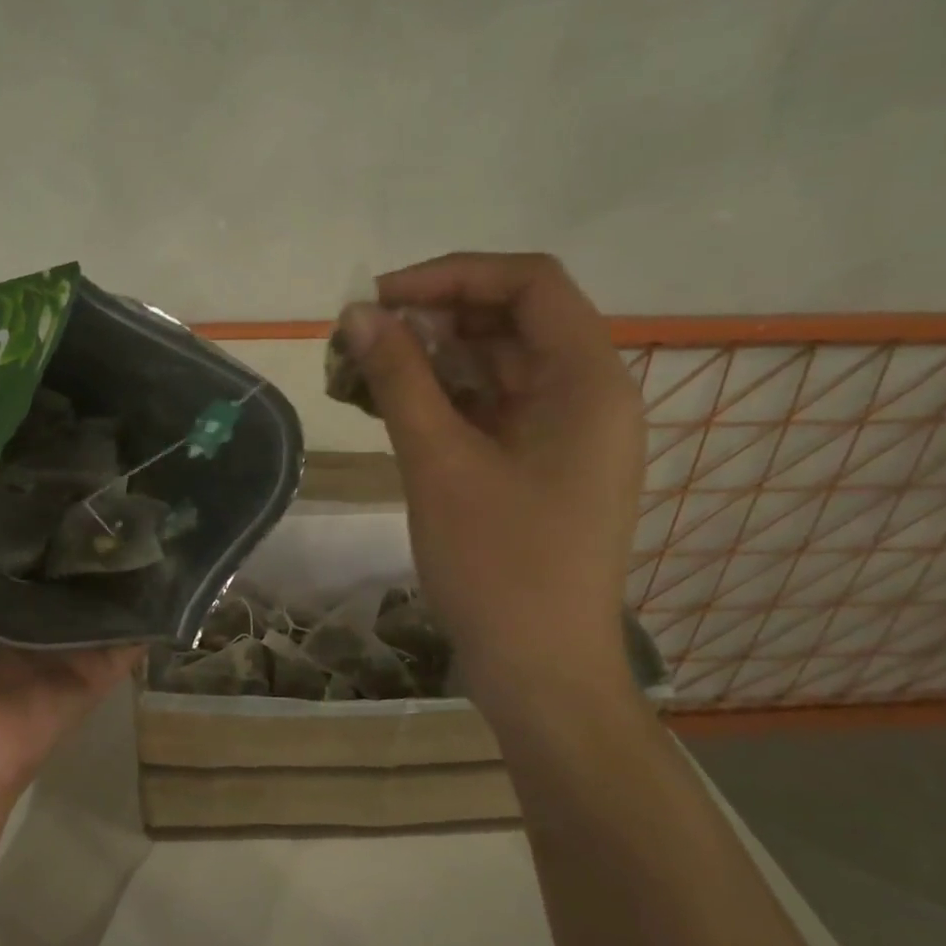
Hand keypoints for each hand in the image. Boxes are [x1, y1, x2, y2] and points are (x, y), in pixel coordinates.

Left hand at [0, 442, 139, 809]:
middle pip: (66, 542)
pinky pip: (137, 621)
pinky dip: (159, 593)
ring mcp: (75, 628)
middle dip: (86, 502)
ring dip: (126, 540)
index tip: (62, 428)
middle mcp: (35, 597)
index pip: (19, 517)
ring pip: (106, 576)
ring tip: (157, 484)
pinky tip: (184, 548)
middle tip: (120, 449)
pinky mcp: (106, 657)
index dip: (34, 477)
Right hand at [340, 253, 643, 702]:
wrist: (540, 671)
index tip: (381, 298)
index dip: (452, 275)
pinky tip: (384, 409)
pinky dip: (439, 402)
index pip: (529, 284)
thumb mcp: (439, 462)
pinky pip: (488, 412)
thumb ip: (399, 379)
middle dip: (430, 321)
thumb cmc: (499, 565)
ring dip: (427, 363)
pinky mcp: (537, 468)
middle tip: (357, 339)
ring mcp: (562, 436)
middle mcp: (586, 396)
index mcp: (588, 381)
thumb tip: (357, 315)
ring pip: (492, 369)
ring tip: (357, 374)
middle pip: (508, 323)